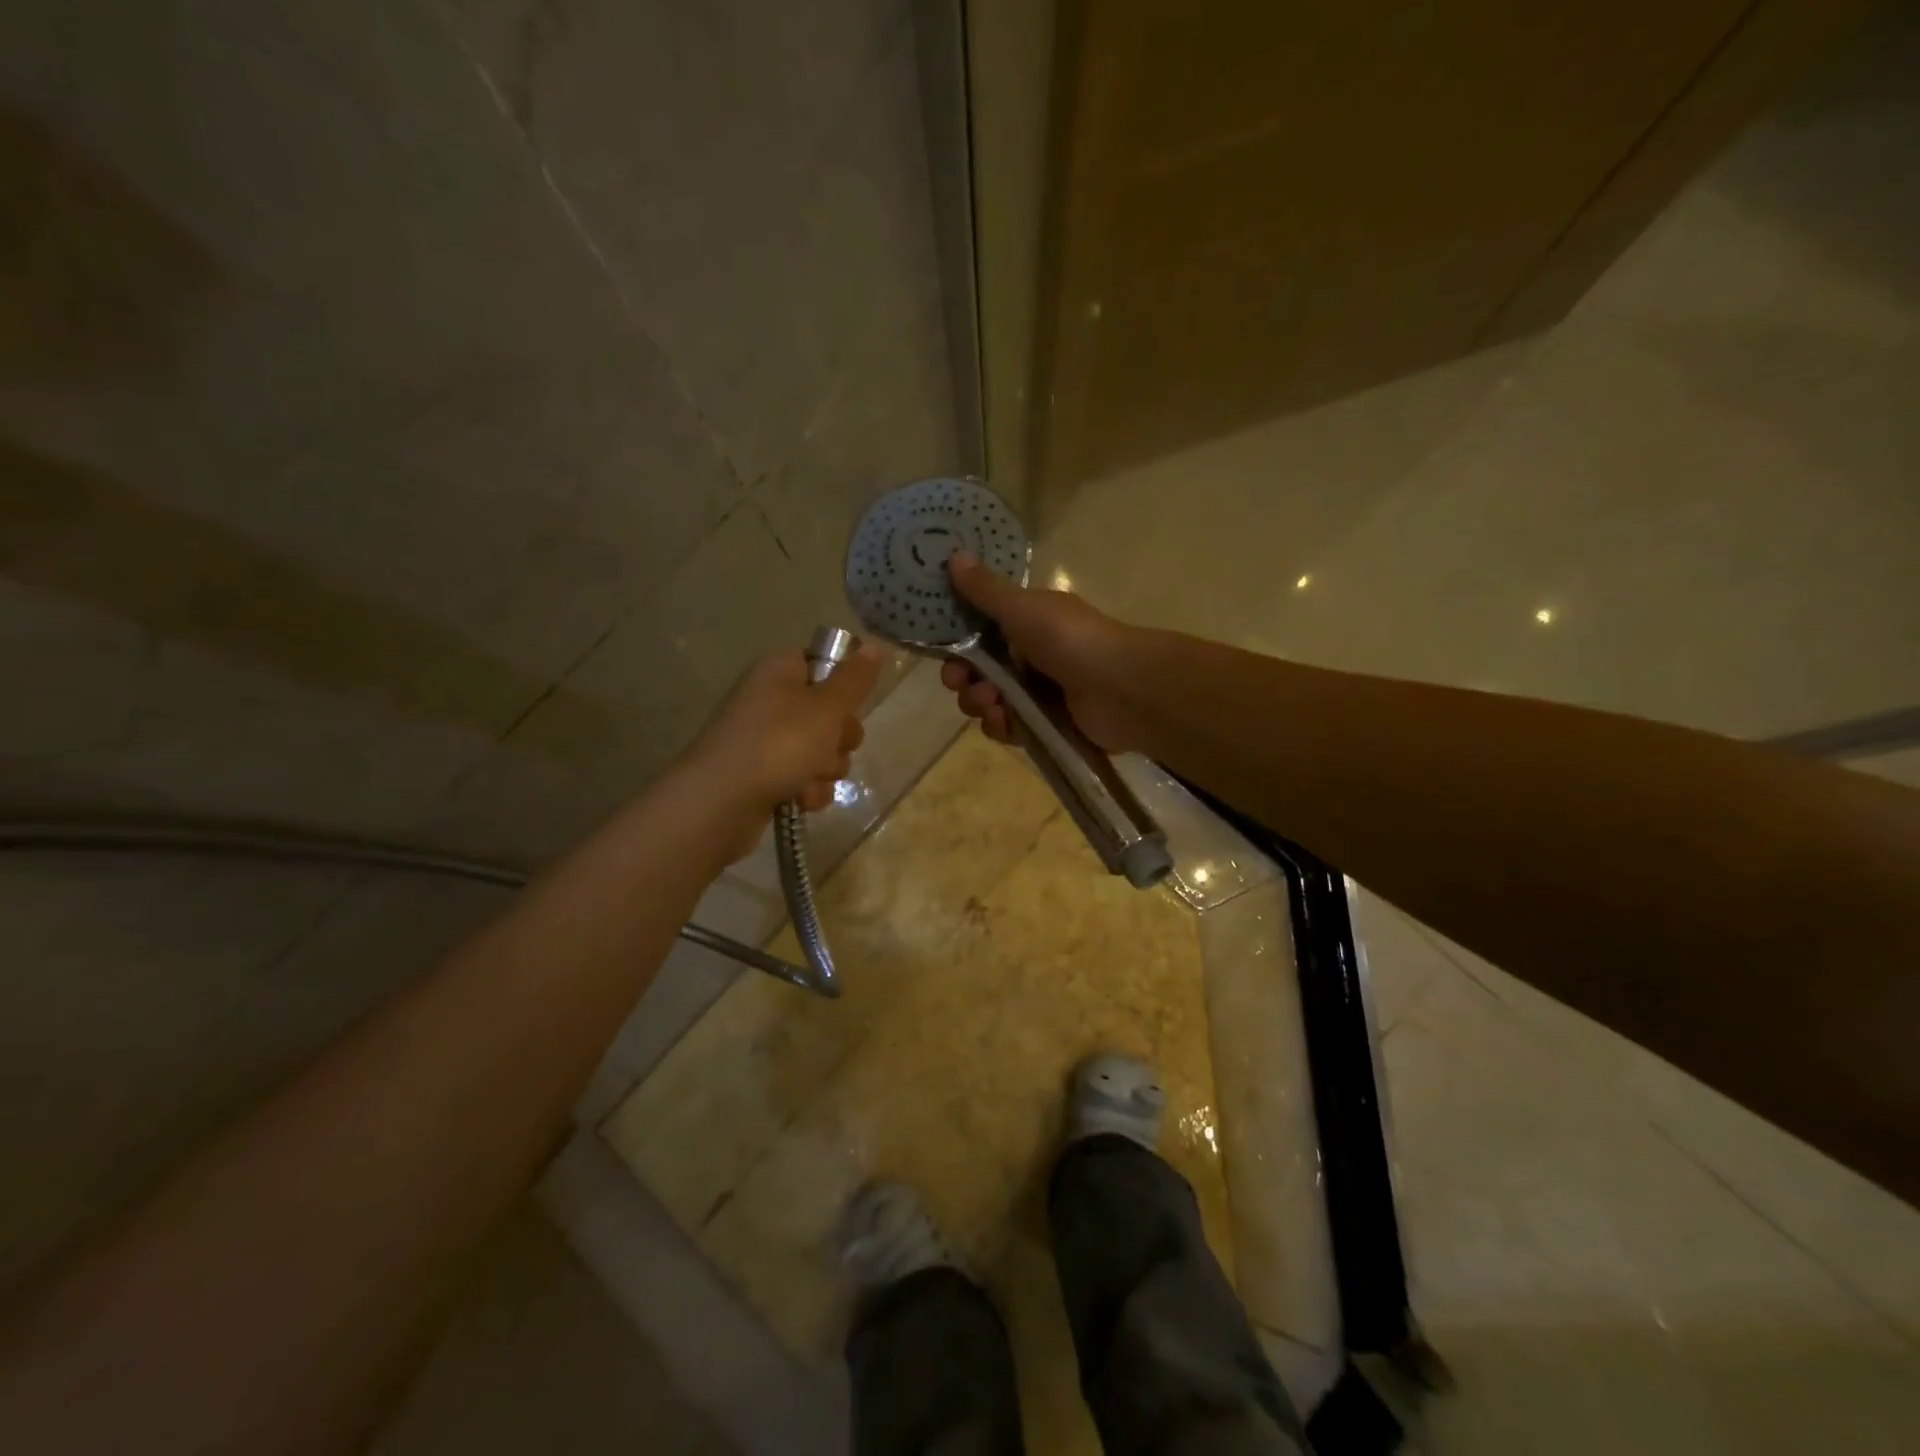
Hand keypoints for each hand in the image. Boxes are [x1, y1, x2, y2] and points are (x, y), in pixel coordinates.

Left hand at [680, 644, 881, 857]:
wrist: (720, 803)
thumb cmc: (778, 744)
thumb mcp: (826, 707)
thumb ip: (854, 679)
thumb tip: (874, 646)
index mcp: (780, 671)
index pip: (823, 664)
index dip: (843, 686)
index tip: (850, 704)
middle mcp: (771, 700)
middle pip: (829, 713)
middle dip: (840, 738)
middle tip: (830, 746)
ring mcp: (765, 740)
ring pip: (821, 750)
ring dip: (826, 769)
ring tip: (809, 780)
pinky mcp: (764, 775)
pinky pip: (804, 777)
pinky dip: (808, 790)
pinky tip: (800, 800)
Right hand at [940, 553, 1139, 750]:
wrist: (1122, 688)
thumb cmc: (1071, 639)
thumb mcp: (1024, 608)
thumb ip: (986, 590)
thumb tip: (954, 557)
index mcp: (1027, 622)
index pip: (979, 634)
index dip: (957, 644)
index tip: (945, 652)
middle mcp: (1030, 656)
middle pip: (979, 671)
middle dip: (964, 679)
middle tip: (962, 683)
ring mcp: (1039, 692)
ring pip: (990, 701)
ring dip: (979, 703)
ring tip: (991, 704)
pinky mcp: (1046, 725)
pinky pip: (1010, 727)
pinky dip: (1001, 726)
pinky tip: (1002, 722)